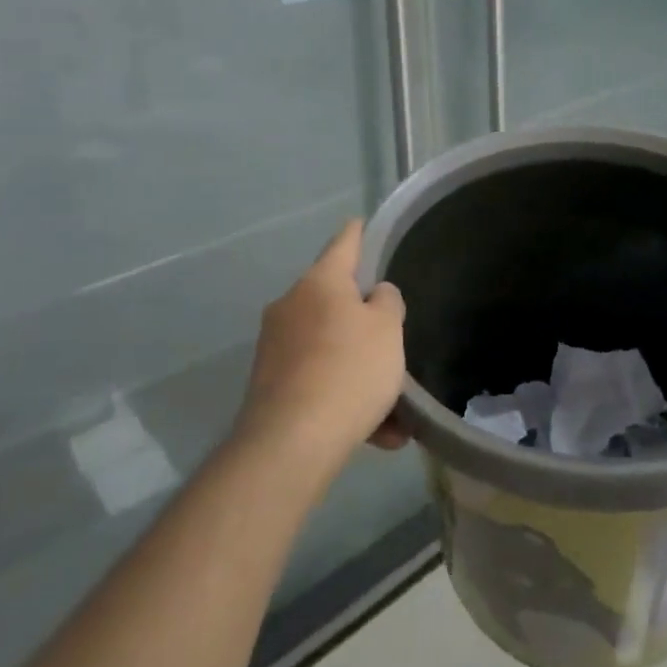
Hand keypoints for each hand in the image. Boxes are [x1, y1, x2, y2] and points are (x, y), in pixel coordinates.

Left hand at [236, 220, 407, 466]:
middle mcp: (291, 305)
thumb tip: (374, 295)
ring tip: (395, 413)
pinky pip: (318, 381)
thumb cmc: (348, 370)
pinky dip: (345, 399)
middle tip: (394, 342)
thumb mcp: (388, 329)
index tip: (364, 224)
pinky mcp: (270, 385)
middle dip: (366, 324)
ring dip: (361, 371)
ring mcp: (276, 346)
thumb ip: (387, 303)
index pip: (344, 243)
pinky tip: (376, 435)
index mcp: (319, 282)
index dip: (359, 233)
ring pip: (331, 348)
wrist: (290, 443)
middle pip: (336, 301)